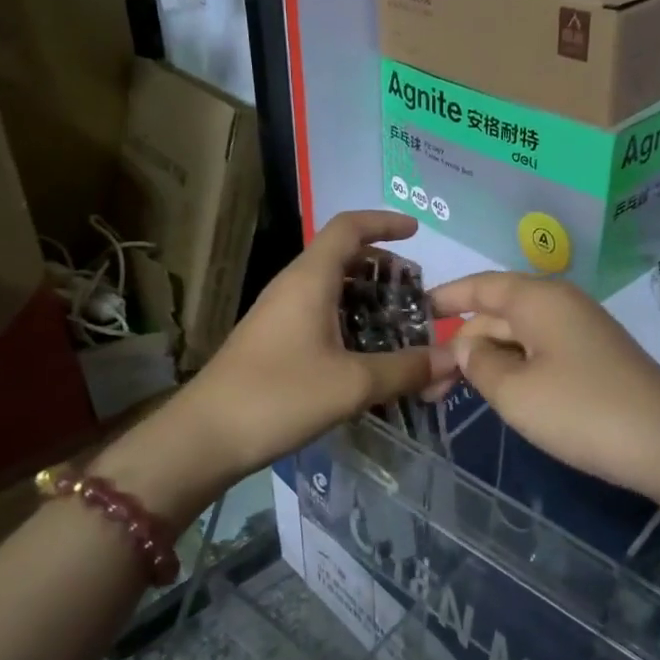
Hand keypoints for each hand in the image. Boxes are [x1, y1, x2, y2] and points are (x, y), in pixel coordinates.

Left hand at [172, 211, 456, 481]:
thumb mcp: (352, 384)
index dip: (384, 222)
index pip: (349, 227)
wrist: (205, 437)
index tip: (417, 232)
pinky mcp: (273, 342)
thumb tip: (455, 359)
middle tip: (416, 298)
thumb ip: (407, 369)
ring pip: (331, 291)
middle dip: (383, 270)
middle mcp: (292, 287)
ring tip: (401, 329)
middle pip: (343, 258)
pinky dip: (349, 325)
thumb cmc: (279, 397)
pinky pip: (319, 317)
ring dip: (367, 301)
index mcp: (309, 279)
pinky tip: (367, 359)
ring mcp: (279, 315)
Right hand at [431, 271, 659, 502]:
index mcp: (537, 299)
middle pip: (497, 313)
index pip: (480, 286)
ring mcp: (580, 331)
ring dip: (485, 359)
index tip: (413, 312)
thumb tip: (467, 345)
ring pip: (518, 336)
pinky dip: (513, 368)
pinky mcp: (593, 358)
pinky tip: (497, 393)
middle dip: (460, 342)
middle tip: (425, 379)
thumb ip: (478, 362)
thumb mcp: (513, 391)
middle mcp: (559, 305)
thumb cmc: (580, 411)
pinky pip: (540, 352)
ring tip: (450, 392)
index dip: (445, 297)